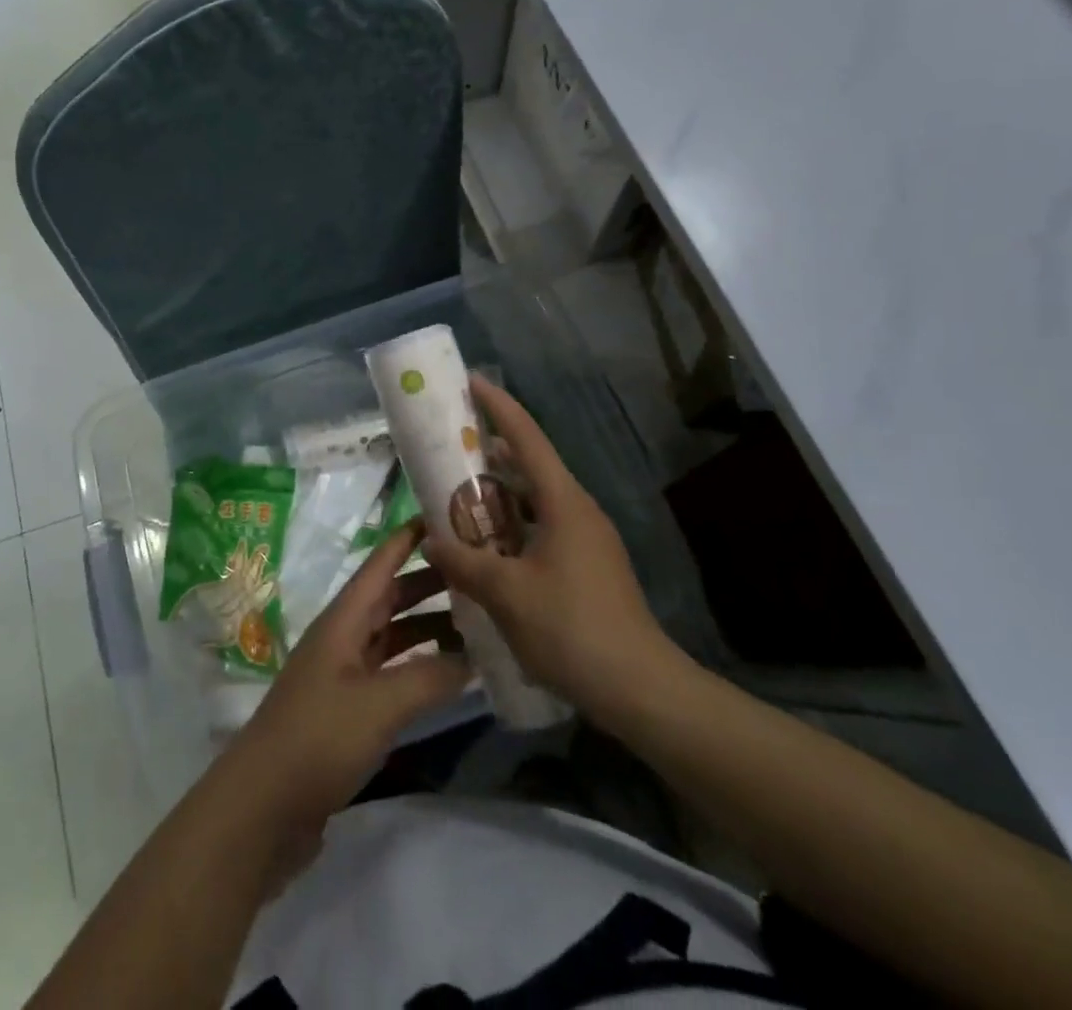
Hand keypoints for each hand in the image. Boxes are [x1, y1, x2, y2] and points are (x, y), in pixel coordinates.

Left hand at [223, 523, 470, 832]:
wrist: (263, 806)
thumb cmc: (318, 738)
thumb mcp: (379, 703)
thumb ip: (428, 676)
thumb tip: (472, 656)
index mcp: (343, 620)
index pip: (380, 564)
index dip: (408, 537)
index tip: (446, 515)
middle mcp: (343, 637)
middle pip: (390, 597)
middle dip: (429, 582)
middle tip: (478, 571)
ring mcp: (344, 674)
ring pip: (392, 635)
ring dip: (428, 626)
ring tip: (476, 622)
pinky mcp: (347, 710)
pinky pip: (390, 673)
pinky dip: (419, 667)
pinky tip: (449, 676)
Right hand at [420, 375, 681, 714]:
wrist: (640, 689)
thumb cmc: (571, 628)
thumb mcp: (506, 593)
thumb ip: (464, 562)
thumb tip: (431, 542)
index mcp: (563, 502)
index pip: (526, 438)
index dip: (499, 406)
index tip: (472, 382)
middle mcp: (578, 510)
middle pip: (531, 466)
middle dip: (491, 454)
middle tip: (450, 449)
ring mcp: (588, 540)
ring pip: (536, 502)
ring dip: (500, 496)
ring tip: (459, 499)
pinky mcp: (589, 568)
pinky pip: (543, 530)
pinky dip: (513, 528)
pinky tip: (488, 550)